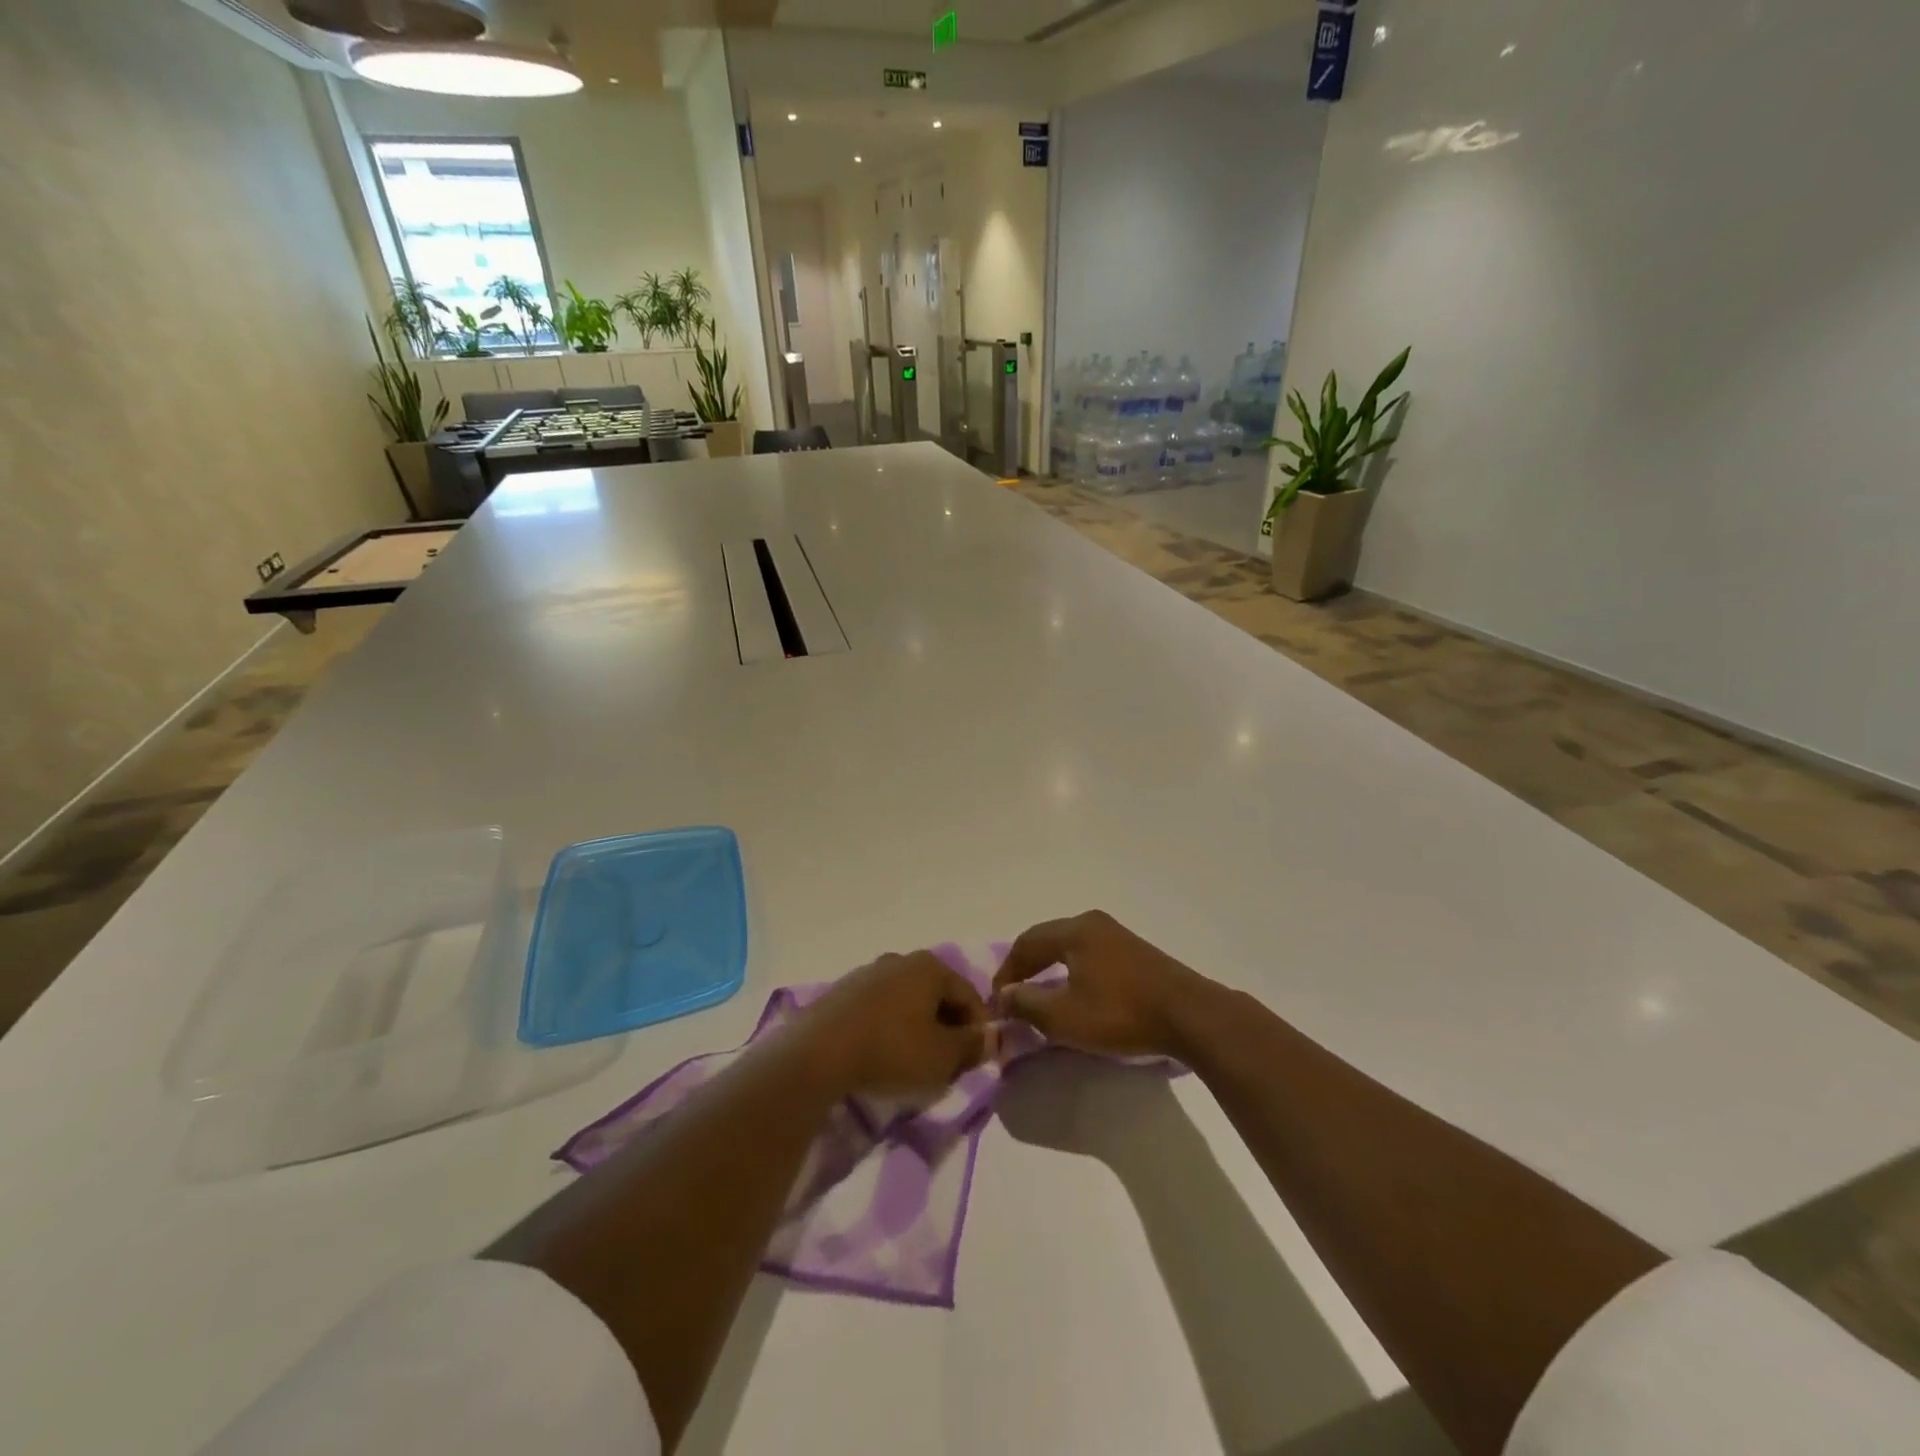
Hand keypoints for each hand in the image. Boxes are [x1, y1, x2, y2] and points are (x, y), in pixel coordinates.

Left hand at [798, 951, 990, 1097]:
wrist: (818, 1053)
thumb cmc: (892, 1051)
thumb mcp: (942, 1057)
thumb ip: (972, 1046)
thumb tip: (991, 1036)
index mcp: (930, 967)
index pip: (969, 995)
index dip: (980, 1029)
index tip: (978, 1059)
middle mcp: (900, 960)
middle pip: (937, 995)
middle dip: (948, 1028)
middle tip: (949, 1064)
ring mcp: (867, 973)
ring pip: (907, 1002)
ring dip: (918, 1028)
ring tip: (915, 1063)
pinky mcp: (842, 992)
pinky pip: (880, 1009)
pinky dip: (890, 1028)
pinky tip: (883, 1055)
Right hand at [993, 911, 1208, 1058]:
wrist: (1189, 1016)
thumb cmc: (1120, 1013)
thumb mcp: (1065, 1016)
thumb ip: (1027, 1003)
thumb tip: (1005, 995)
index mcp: (1074, 930)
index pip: (1026, 943)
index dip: (1007, 971)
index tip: (997, 1000)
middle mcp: (1093, 923)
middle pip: (1048, 939)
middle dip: (1026, 966)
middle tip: (1013, 994)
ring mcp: (1118, 934)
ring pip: (1070, 946)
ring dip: (1050, 968)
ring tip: (1040, 994)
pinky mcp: (1136, 952)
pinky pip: (1090, 954)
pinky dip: (1073, 970)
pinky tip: (1075, 992)